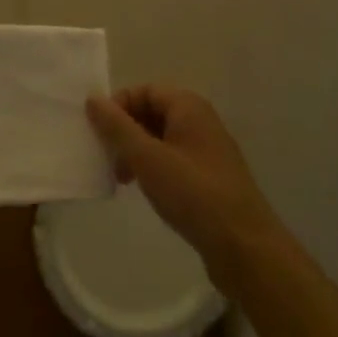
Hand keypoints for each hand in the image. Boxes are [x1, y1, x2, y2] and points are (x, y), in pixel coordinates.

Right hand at [85, 87, 281, 289]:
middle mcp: (200, 121)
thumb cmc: (193, 193)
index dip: (118, 106)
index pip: (144, 90)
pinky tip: (144, 189)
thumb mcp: (147, 158)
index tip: (100, 134)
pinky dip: (152, 167)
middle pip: (151, 112)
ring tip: (122, 178)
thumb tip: (92, 99)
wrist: (244, 246)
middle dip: (124, 131)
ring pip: (160, 138)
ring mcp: (207, 150)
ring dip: (136, 152)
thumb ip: (117, 127)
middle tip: (108, 159)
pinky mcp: (209, 177)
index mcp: (188, 107)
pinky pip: (172, 159)